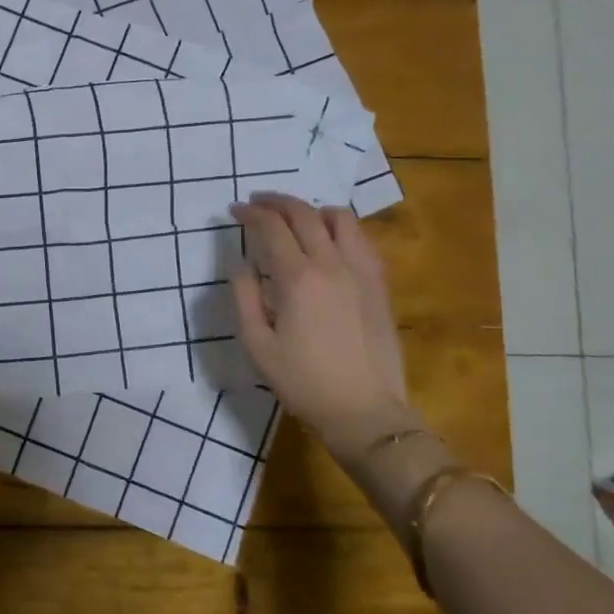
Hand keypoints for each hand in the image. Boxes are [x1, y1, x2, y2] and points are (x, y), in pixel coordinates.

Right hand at [230, 193, 411, 465]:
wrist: (363, 411)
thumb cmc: (302, 381)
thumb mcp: (257, 344)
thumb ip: (244, 297)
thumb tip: (241, 264)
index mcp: (297, 279)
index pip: (271, 227)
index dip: (250, 213)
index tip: (234, 210)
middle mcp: (331, 264)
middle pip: (304, 214)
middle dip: (276, 202)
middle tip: (257, 203)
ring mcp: (361, 271)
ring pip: (340, 218)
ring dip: (312, 210)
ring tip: (295, 218)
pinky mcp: (379, 284)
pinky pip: (361, 239)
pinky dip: (340, 228)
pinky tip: (329, 241)